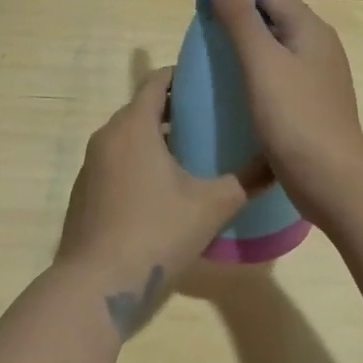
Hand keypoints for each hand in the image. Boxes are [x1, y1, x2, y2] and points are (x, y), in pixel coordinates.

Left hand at [56, 68, 263, 334]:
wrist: (96, 286)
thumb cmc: (156, 232)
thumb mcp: (211, 206)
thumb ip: (247, 181)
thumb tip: (278, 163)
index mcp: (133, 126)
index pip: (156, 82)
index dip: (182, 76)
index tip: (210, 81)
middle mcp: (106, 137)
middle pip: (142, 109)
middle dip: (175, 110)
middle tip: (211, 119)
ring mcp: (91, 166)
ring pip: (129, 138)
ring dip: (158, 139)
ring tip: (194, 154)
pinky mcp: (85, 193)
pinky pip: (116, 163)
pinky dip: (139, 163)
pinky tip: (164, 190)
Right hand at [209, 0, 362, 218]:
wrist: (331, 180)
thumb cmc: (295, 117)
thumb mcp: (262, 63)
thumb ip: (242, 20)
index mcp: (310, 29)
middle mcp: (318, 45)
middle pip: (275, 15)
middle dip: (239, 10)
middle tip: (201, 19)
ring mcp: (318, 75)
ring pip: (276, 44)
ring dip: (246, 39)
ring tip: (211, 48)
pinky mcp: (310, 101)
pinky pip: (278, 70)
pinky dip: (255, 66)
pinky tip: (234, 82)